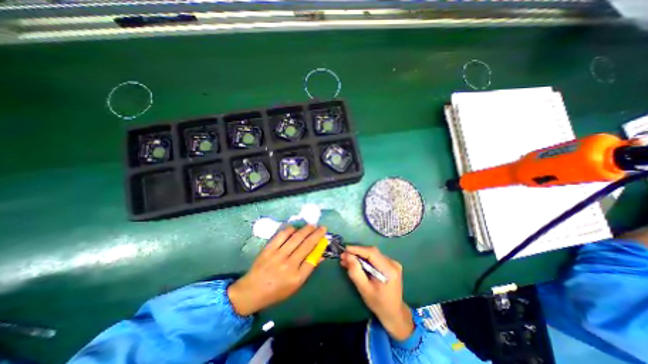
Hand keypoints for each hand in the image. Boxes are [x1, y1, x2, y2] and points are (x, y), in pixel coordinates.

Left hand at [229, 227, 329, 317]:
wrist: (252, 291)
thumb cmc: (276, 291)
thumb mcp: (295, 285)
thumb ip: (307, 269)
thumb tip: (319, 255)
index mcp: (296, 277)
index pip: (313, 258)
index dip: (320, 246)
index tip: (324, 238)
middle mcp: (289, 265)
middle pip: (307, 245)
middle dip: (316, 234)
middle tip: (322, 228)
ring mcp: (278, 255)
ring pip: (296, 238)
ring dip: (306, 229)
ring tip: (312, 226)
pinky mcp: (268, 249)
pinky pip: (282, 235)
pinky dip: (290, 230)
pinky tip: (295, 228)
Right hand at [341, 245, 411, 340]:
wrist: (394, 312)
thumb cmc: (378, 303)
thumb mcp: (364, 290)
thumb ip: (355, 272)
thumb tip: (347, 256)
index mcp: (389, 271)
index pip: (372, 253)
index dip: (358, 249)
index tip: (345, 249)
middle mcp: (393, 263)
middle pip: (372, 252)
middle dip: (357, 253)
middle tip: (344, 256)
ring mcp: (393, 263)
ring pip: (373, 254)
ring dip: (360, 256)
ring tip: (347, 260)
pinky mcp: (391, 264)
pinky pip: (375, 257)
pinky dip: (365, 259)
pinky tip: (357, 263)